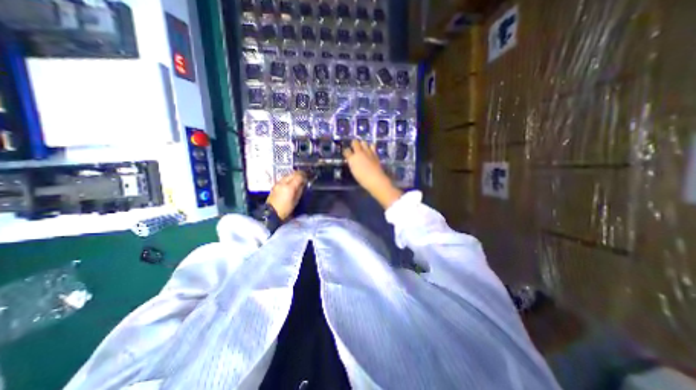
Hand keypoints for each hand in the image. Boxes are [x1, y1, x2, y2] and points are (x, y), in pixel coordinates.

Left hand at [267, 169, 306, 218]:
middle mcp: (283, 183)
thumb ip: (300, 190)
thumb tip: (303, 184)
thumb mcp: (296, 201)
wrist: (271, 213)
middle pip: (292, 174)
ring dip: (293, 176)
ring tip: (297, 181)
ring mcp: (277, 183)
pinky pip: (283, 179)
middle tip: (303, 178)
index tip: (307, 178)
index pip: (298, 176)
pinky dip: (288, 179)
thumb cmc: (286, 209)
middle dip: (299, 174)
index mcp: (289, 187)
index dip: (304, 175)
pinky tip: (290, 184)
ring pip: (287, 175)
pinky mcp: (274, 185)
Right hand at [342, 140, 402, 209]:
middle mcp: (359, 153)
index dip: (346, 152)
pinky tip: (370, 151)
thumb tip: (352, 160)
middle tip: (354, 149)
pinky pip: (372, 146)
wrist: (375, 179)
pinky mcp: (375, 153)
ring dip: (362, 144)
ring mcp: (368, 152)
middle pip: (354, 142)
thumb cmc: (362, 179)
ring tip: (363, 149)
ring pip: (363, 142)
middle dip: (353, 144)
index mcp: (352, 158)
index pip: (346, 150)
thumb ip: (352, 164)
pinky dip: (370, 147)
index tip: (347, 154)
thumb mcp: (354, 171)